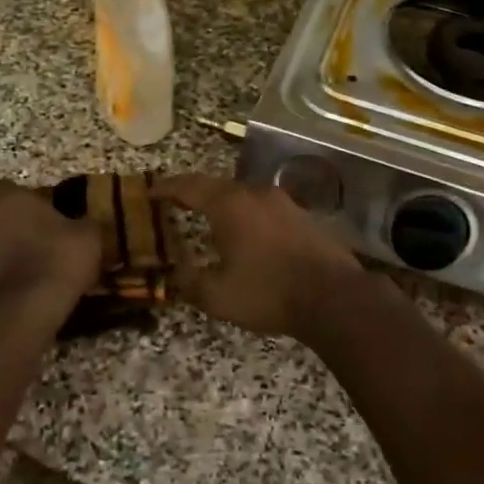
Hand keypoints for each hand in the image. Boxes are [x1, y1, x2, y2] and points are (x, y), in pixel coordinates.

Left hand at [0, 181, 101, 316]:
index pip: (8, 188)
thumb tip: (83, 225)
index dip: (26, 201)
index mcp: (9, 201)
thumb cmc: (55, 263)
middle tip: (38, 246)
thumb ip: (83, 224)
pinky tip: (17, 299)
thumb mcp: (88, 238)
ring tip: (28, 277)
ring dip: (1, 258)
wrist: (17, 316)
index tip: (45, 215)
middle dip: (11, 229)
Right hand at [153, 174, 366, 340]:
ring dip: (224, 207)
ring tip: (210, 223)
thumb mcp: (217, 296)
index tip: (149, 192)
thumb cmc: (268, 292)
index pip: (188, 186)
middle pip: (217, 187)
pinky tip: (247, 237)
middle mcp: (255, 193)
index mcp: (229, 203)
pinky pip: (265, 210)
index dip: (166, 189)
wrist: (334, 297)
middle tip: (176, 207)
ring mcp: (284, 202)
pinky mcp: (303, 216)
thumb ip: (189, 282)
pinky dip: (248, 218)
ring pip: (244, 197)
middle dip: (195, 196)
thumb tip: (176, 274)